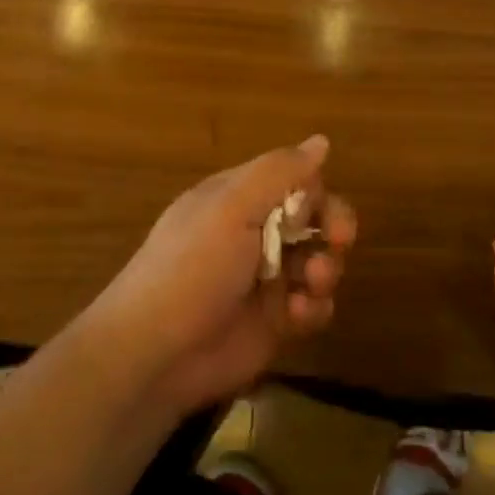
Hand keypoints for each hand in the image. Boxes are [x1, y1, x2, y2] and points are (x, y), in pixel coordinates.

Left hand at [88, 136, 356, 417]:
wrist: (155, 353)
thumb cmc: (192, 267)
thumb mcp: (231, 207)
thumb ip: (279, 172)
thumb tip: (321, 141)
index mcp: (240, 199)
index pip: (295, 180)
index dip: (315, 191)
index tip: (317, 209)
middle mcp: (257, 233)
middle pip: (315, 219)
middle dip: (334, 227)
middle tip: (339, 240)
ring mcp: (268, 279)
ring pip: (320, 261)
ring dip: (326, 269)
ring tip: (313, 284)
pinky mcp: (275, 321)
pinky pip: (314, 306)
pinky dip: (314, 308)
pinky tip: (297, 316)